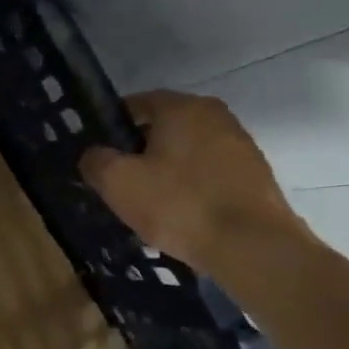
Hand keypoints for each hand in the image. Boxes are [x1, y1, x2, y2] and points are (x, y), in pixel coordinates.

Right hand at [79, 90, 305, 271]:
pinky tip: (180, 215)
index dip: (112, 127)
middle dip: (139, 151)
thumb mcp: (118, 183)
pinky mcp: (254, 174)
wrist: (250, 245)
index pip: (136, 104)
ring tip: (149, 204)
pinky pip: (209, 174)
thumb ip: (96, 161)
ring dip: (166, 171)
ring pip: (187, 152)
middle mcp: (215, 115)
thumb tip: (93, 154)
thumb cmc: (178, 204)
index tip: (98, 155)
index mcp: (182, 107)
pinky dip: (191, 187)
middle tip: (119, 183)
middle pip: (164, 128)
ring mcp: (240, 144)